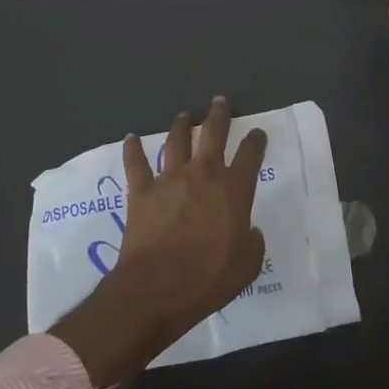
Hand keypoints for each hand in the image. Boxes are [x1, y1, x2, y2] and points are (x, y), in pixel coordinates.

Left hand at [51, 98, 267, 388]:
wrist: (157, 287)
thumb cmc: (208, 278)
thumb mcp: (247, 265)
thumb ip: (252, 242)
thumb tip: (249, 231)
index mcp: (234, 189)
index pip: (251, 154)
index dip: (256, 141)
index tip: (257, 133)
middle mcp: (204, 174)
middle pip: (213, 133)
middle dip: (219, 115)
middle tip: (220, 101)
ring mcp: (170, 179)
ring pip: (177, 141)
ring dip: (182, 126)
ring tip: (184, 116)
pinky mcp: (141, 191)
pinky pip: (136, 164)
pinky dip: (132, 149)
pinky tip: (131, 138)